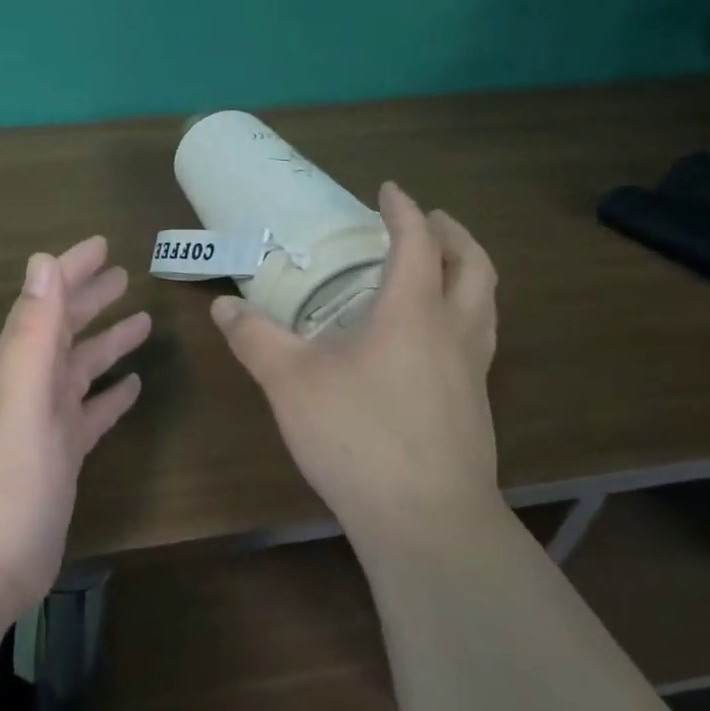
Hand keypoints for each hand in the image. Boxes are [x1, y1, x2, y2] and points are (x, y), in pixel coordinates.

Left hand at [0, 237, 150, 621]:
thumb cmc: (1, 478)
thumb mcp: (18, 395)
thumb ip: (31, 329)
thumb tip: (41, 260)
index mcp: (15, 365)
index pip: (46, 303)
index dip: (71, 271)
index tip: (101, 244)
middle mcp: (27, 386)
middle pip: (63, 331)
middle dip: (90, 299)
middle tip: (125, 275)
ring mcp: (43, 424)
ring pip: (79, 369)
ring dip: (105, 343)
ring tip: (141, 321)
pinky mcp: (60, 458)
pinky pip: (88, 414)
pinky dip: (108, 397)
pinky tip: (131, 387)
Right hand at [210, 182, 499, 528]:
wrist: (426, 520)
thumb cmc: (356, 435)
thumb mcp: (289, 380)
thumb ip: (254, 338)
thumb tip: (223, 306)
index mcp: (413, 312)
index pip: (417, 244)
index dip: (403, 211)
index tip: (390, 190)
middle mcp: (453, 332)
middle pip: (474, 267)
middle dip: (454, 235)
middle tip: (431, 220)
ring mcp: (472, 373)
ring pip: (486, 305)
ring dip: (467, 274)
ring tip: (439, 271)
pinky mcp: (475, 408)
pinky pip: (478, 340)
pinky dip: (462, 315)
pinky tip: (429, 342)